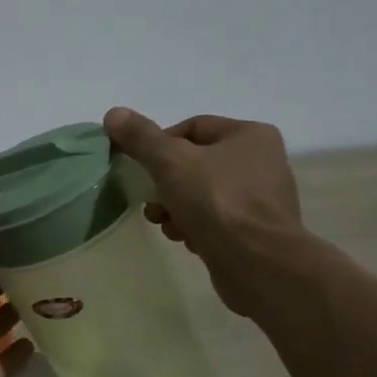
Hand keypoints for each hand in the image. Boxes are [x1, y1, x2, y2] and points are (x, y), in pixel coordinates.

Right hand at [103, 107, 305, 317]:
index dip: (160, 144)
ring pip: (202, 194)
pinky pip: (216, 220)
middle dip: (165, 183)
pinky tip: (184, 239)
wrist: (257, 262)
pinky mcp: (257, 231)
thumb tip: (113, 113)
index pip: (193, 127)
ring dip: (176, 207)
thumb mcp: (170, 161)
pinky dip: (195, 226)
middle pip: (195, 163)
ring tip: (165, 223)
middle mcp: (262, 162)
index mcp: (250, 135)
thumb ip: (141, 137)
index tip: (142, 165)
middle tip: (150, 200)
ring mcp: (262, 199)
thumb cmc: (216, 201)